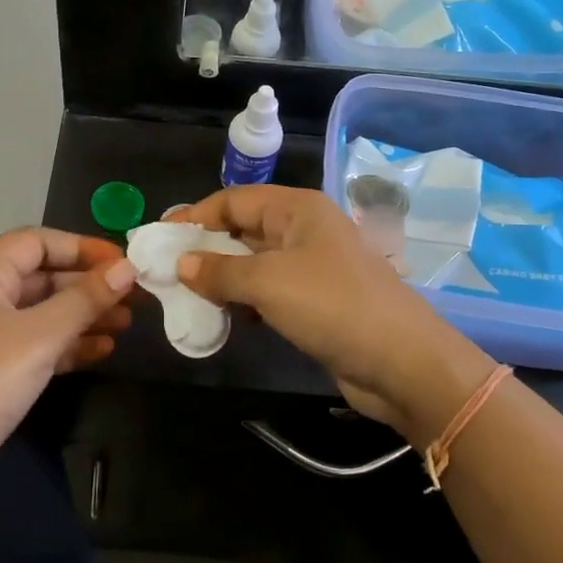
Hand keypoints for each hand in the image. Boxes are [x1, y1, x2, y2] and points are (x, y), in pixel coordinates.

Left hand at [0, 229, 134, 503]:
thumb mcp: (39, 336)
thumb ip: (85, 299)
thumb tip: (126, 268)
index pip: (36, 242)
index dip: (82, 247)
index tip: (123, 263)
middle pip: (40, 277)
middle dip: (87, 285)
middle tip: (134, 296)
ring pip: (40, 313)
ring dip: (82, 316)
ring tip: (127, 323)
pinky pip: (33, 345)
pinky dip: (66, 345)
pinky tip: (102, 352)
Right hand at [172, 187, 487, 442]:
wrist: (402, 362)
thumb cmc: (333, 306)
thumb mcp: (268, 282)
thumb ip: (219, 271)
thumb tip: (181, 263)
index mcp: (297, 209)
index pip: (234, 200)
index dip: (196, 216)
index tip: (160, 238)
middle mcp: (304, 230)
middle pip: (243, 229)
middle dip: (205, 247)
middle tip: (166, 269)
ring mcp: (312, 266)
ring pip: (254, 262)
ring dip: (222, 277)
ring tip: (186, 295)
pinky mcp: (315, 301)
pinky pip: (268, 290)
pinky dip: (244, 300)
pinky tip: (224, 316)